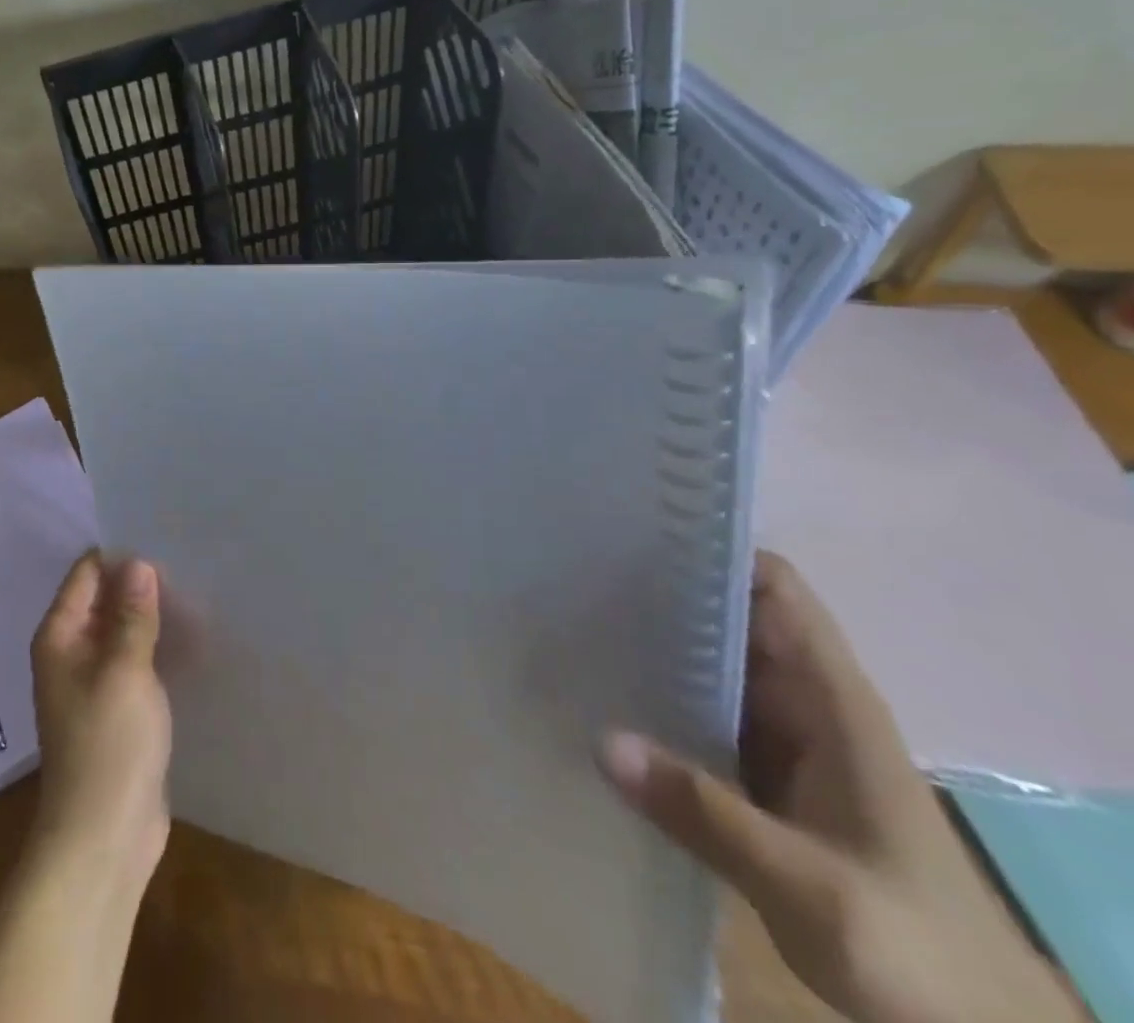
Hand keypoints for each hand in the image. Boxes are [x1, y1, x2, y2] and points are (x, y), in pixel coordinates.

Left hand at [28, 549, 171, 888]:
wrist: (104, 838)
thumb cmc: (108, 746)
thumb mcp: (124, 671)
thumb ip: (132, 615)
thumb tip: (138, 563)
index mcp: (61, 635)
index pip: (86, 573)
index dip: (119, 554)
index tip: (161, 535)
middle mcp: (71, 651)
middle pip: (105, 600)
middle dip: (140, 582)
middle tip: (188, 559)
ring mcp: (94, 681)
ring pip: (123, 631)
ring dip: (152, 615)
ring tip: (197, 590)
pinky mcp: (118, 707)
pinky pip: (136, 661)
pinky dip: (157, 646)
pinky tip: (192, 636)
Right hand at [600, 552, 1082, 1022]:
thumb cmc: (915, 950)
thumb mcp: (811, 886)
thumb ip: (705, 813)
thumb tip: (600, 740)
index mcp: (832, 701)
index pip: (773, 589)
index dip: (714, 551)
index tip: (636, 535)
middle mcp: (804, 704)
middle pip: (729, 618)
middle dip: (659, 595)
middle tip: (574, 577)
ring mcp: (781, 742)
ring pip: (709, 667)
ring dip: (652, 647)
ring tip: (571, 624)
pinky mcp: (760, 778)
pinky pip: (699, 716)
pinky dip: (655, 699)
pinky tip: (600, 697)